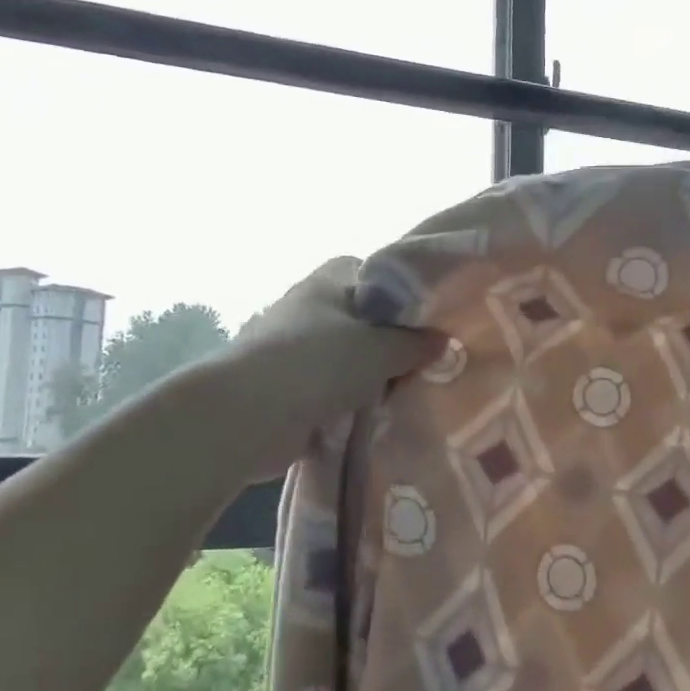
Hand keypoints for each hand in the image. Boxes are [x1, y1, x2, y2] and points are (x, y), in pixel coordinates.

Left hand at [185, 257, 442, 482]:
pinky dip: (352, 404)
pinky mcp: (288, 389)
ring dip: (373, 377)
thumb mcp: (380, 349)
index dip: (402, 293)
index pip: (373, 273)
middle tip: (427, 362)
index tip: (429, 319)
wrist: (246, 416)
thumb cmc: (317, 364)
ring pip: (349, 359)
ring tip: (409, 392)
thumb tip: (443, 340)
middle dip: (392, 342)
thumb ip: (416, 344)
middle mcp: (309, 310)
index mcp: (327, 283)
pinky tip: (379, 417)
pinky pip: (333, 392)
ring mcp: (295, 351)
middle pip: (364, 320)